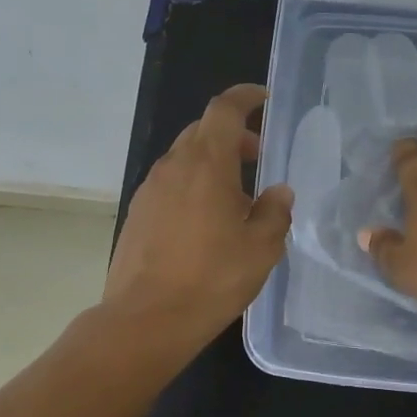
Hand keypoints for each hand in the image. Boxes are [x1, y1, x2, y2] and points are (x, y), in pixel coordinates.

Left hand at [102, 84, 293, 347]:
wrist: (146, 319)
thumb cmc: (212, 279)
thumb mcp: (261, 248)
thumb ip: (274, 212)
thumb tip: (279, 193)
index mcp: (206, 164)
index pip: (224, 110)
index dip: (245, 97)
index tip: (263, 100)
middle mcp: (173, 167)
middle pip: (202, 131)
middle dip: (232, 135)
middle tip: (257, 158)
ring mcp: (149, 190)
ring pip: (184, 159)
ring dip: (211, 164)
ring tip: (236, 198)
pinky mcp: (137, 214)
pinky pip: (170, 185)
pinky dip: (192, 186)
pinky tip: (206, 222)